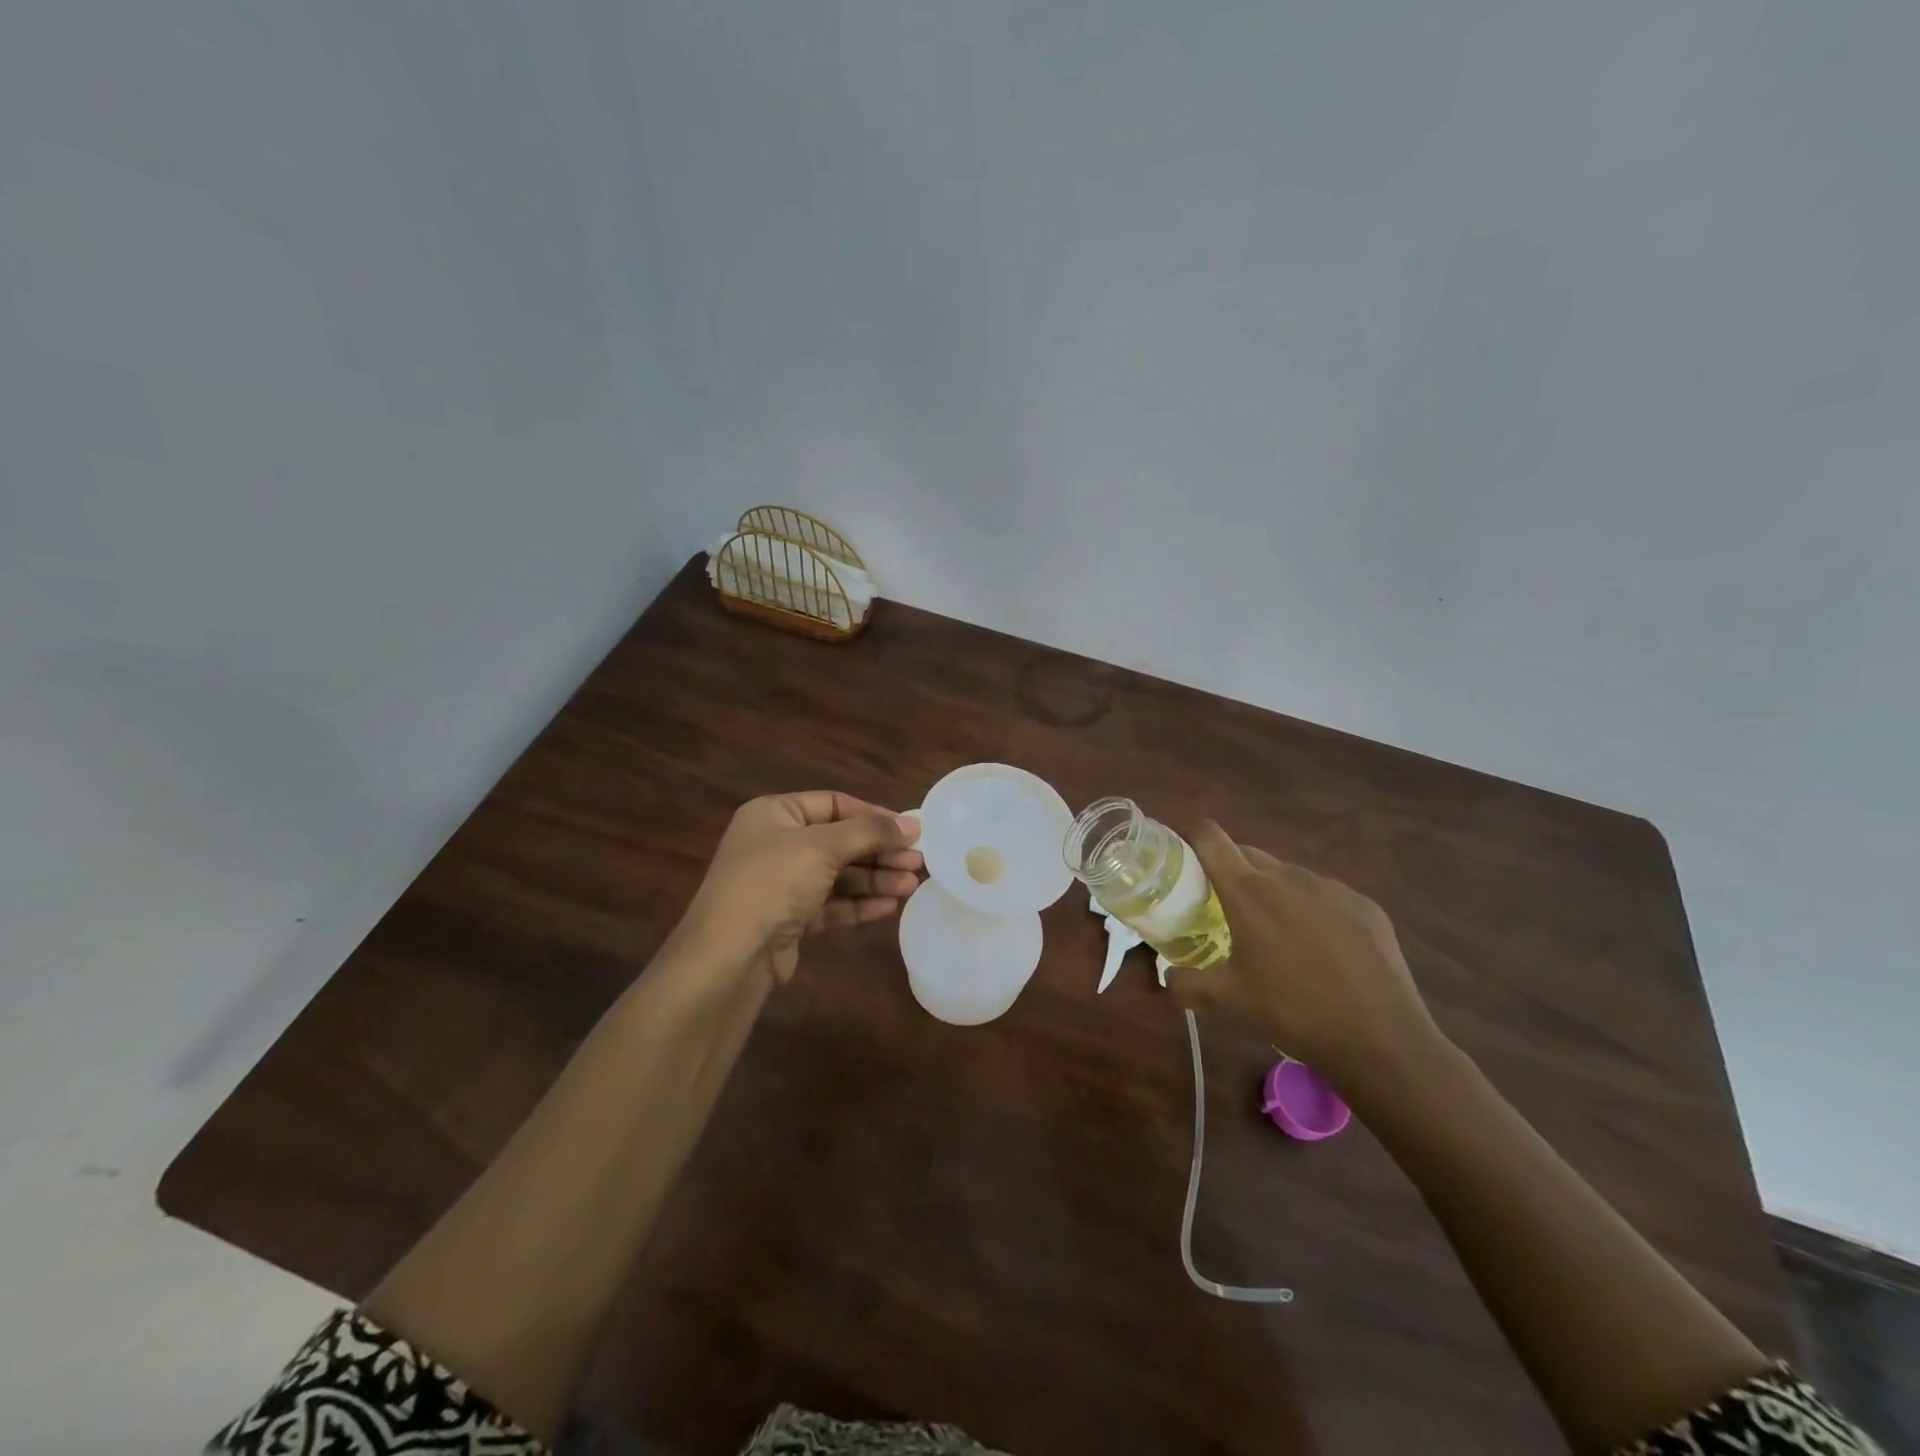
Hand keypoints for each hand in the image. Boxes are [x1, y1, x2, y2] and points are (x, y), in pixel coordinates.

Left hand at [678, 791, 922, 984]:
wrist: (729, 955)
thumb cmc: (772, 883)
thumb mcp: (822, 846)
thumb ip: (869, 832)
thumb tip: (912, 824)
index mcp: (774, 814)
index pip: (834, 804)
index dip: (873, 815)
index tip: (910, 830)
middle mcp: (776, 844)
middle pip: (840, 841)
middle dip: (879, 851)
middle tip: (918, 861)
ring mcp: (781, 883)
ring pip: (838, 875)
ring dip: (875, 879)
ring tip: (911, 885)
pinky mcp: (789, 918)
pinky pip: (831, 904)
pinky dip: (859, 904)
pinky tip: (889, 907)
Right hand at [1165, 821, 1437, 1086]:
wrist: (1381, 1038)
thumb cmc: (1293, 1011)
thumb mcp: (1227, 1002)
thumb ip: (1186, 984)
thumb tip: (1168, 977)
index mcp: (1248, 891)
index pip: (1210, 837)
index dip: (1192, 838)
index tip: (1185, 860)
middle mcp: (1288, 876)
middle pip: (1247, 853)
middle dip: (1230, 872)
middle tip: (1225, 910)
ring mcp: (1330, 888)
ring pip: (1287, 876)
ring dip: (1273, 894)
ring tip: (1279, 938)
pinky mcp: (1364, 905)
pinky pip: (1325, 896)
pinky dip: (1313, 912)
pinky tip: (1324, 953)